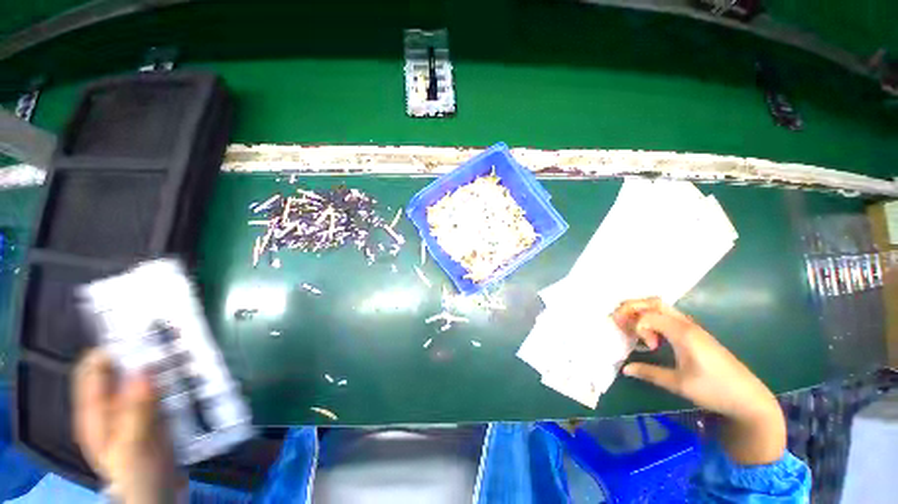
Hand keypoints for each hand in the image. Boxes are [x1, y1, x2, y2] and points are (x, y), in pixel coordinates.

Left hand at [73, 350, 185, 503]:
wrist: (159, 496)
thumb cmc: (139, 474)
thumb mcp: (134, 445)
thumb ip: (135, 409)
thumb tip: (143, 370)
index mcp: (95, 414)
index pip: (91, 370)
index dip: (109, 349)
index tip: (138, 333)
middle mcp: (110, 408)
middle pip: (119, 371)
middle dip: (141, 352)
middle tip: (168, 338)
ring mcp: (132, 412)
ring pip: (142, 378)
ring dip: (161, 363)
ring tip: (185, 351)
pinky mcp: (152, 415)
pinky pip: (160, 389)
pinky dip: (172, 378)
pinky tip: (190, 374)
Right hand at [612, 299, 785, 464]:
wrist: (749, 399)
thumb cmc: (714, 390)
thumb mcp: (679, 384)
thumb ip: (649, 373)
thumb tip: (625, 368)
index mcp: (683, 333)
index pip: (649, 315)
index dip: (637, 327)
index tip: (646, 347)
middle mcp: (686, 324)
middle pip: (653, 302)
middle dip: (632, 307)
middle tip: (620, 321)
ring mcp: (692, 327)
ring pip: (661, 307)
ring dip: (642, 312)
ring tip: (633, 327)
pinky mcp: (695, 333)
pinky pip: (668, 316)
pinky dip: (653, 319)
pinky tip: (652, 336)